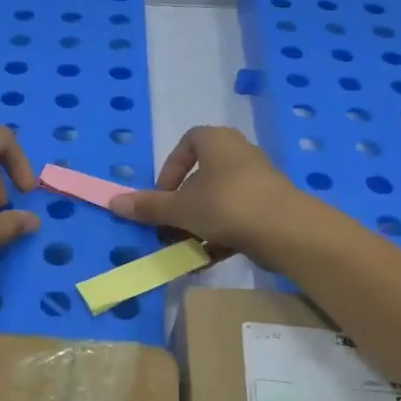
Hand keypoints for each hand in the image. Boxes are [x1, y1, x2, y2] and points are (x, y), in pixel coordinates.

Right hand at [109, 127, 313, 263]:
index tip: (163, 195)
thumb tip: (113, 201)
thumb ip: (149, 206)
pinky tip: (206, 259)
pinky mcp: (270, 208)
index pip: (188, 143)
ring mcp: (258, 182)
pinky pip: (236, 218)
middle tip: (169, 225)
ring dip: (198, 224)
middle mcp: (239, 154)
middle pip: (202, 177)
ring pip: (218, 201)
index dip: (170, 169)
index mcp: (217, 141)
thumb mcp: (180, 208)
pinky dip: (219, 236)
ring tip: (185, 247)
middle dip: (182, 204)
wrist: (287, 230)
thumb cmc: (227, 204)